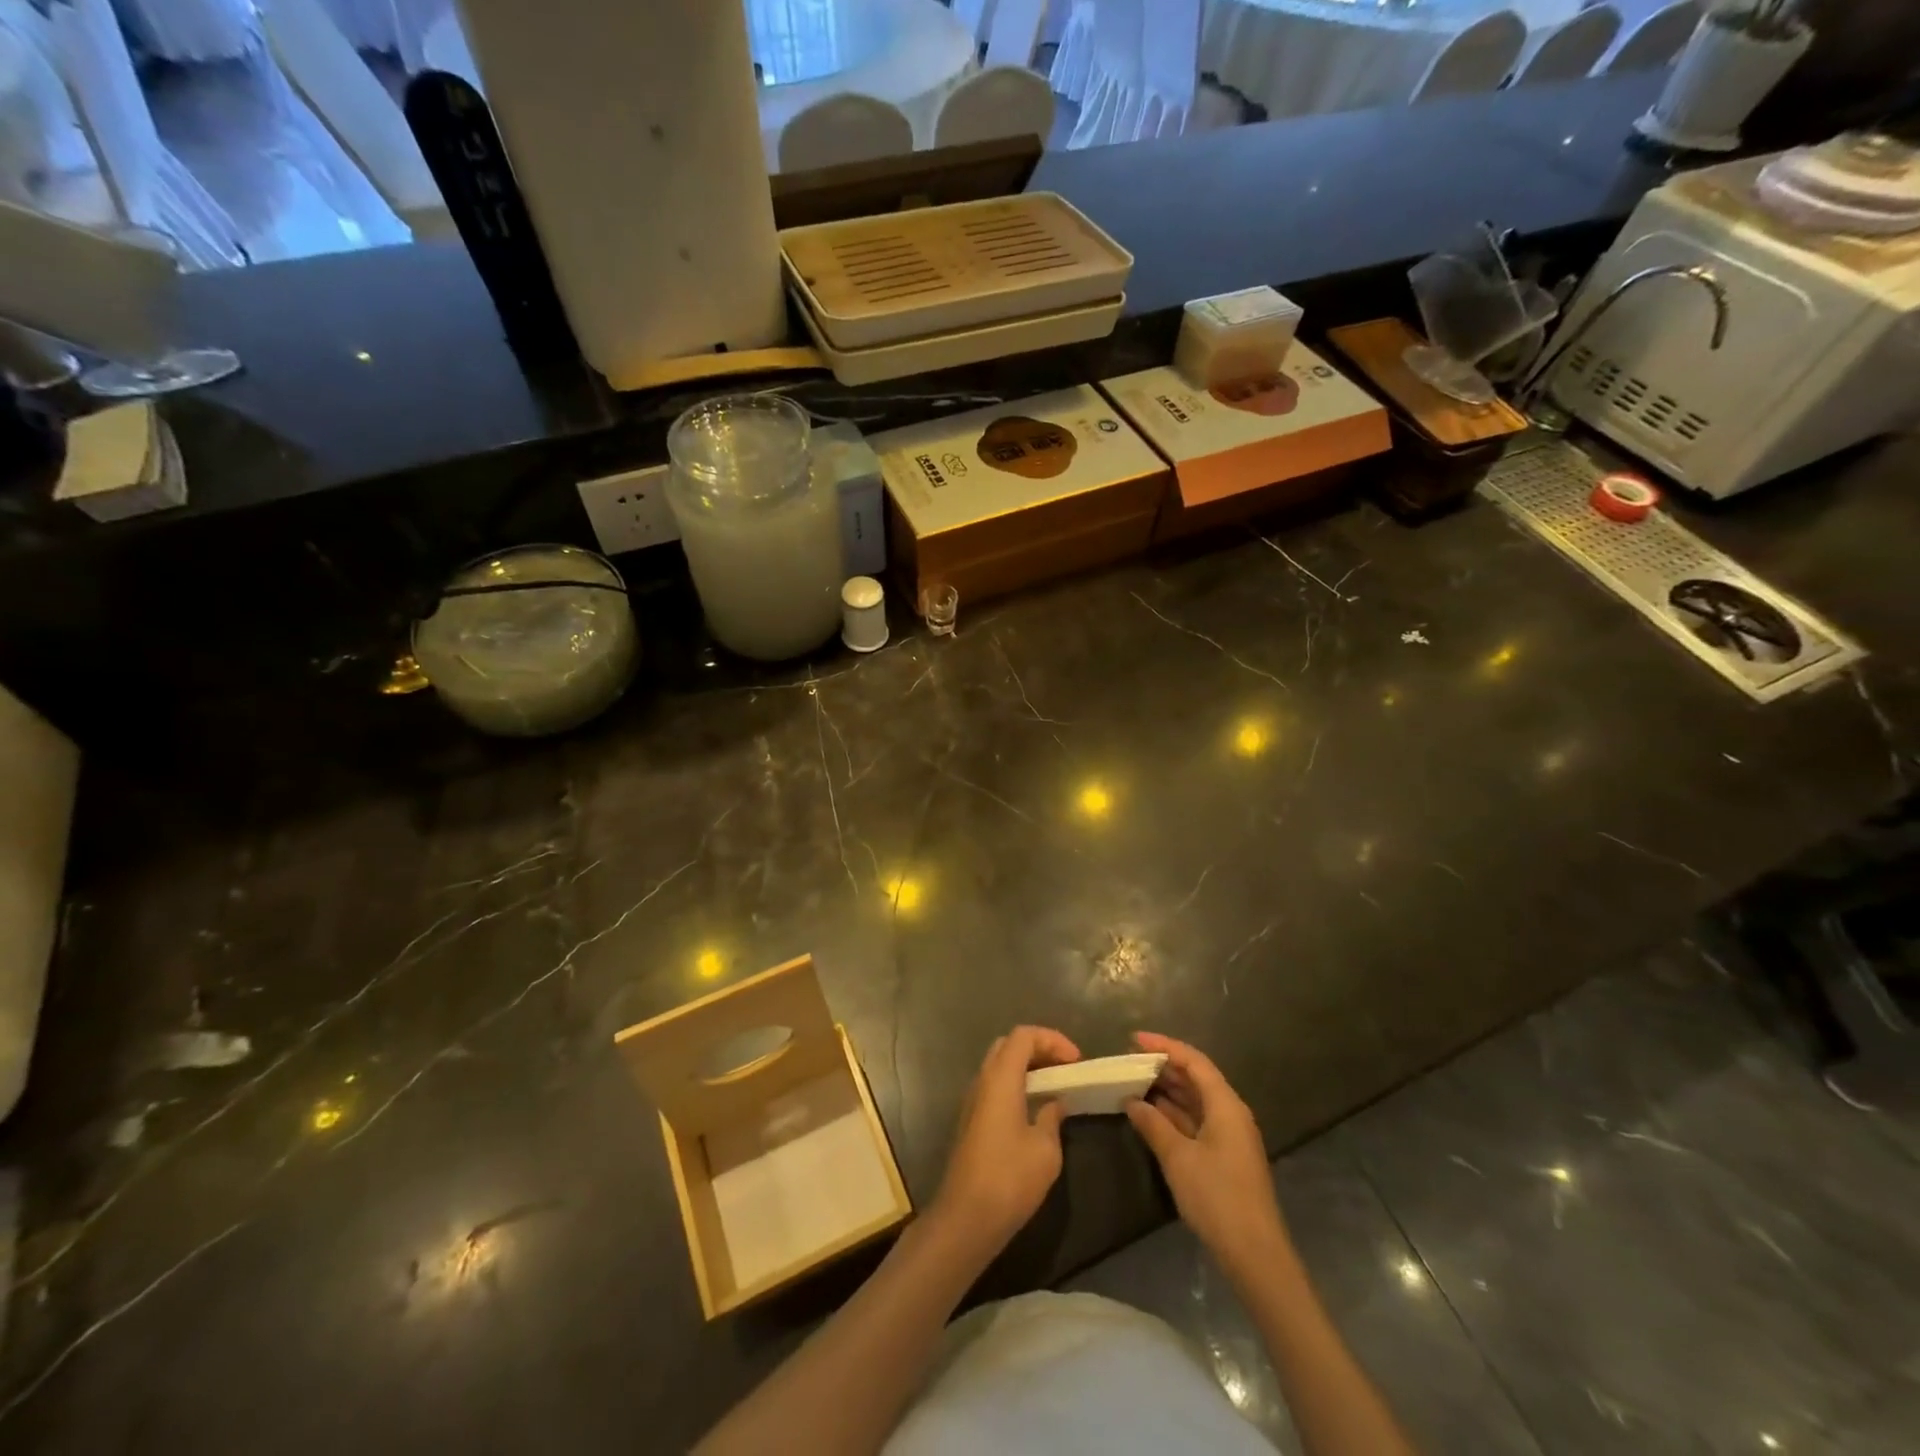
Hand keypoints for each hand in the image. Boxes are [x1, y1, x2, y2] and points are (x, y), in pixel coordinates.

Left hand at [931, 1026, 1080, 1254]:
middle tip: (1065, 1067)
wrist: (965, 1218)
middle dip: (1039, 1048)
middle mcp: (982, 1081)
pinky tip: (1034, 1109)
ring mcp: (972, 1100)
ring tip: (1055, 1086)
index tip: (1076, 1060)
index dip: (1052, 1039)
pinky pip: (994, 1087)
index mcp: (1000, 1078)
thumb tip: (1054, 1104)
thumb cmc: (1009, 1179)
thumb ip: (1052, 1118)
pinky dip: (1016, 1085)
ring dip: (1027, 1068)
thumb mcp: (1045, 1150)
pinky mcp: (970, 1120)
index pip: (1023, 1035)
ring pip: (999, 1066)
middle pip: (1009, 1045)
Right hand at [1124, 1032, 1290, 1274]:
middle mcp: (1231, 1113)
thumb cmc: (1217, 1197)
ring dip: (1167, 1090)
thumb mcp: (1178, 1158)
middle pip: (1196, 1078)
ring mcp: (1230, 1136)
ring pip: (1195, 1100)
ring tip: (1134, 1082)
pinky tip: (1150, 1115)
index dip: (1164, 1046)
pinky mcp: (1225, 1156)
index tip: (1134, 1039)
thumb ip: (1153, 1124)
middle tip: (1129, 1061)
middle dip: (1163, 1067)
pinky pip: (1196, 1120)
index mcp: (1225, 1105)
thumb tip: (1132, 1101)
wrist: (1255, 1255)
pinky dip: (1173, 1114)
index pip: (1194, 1061)